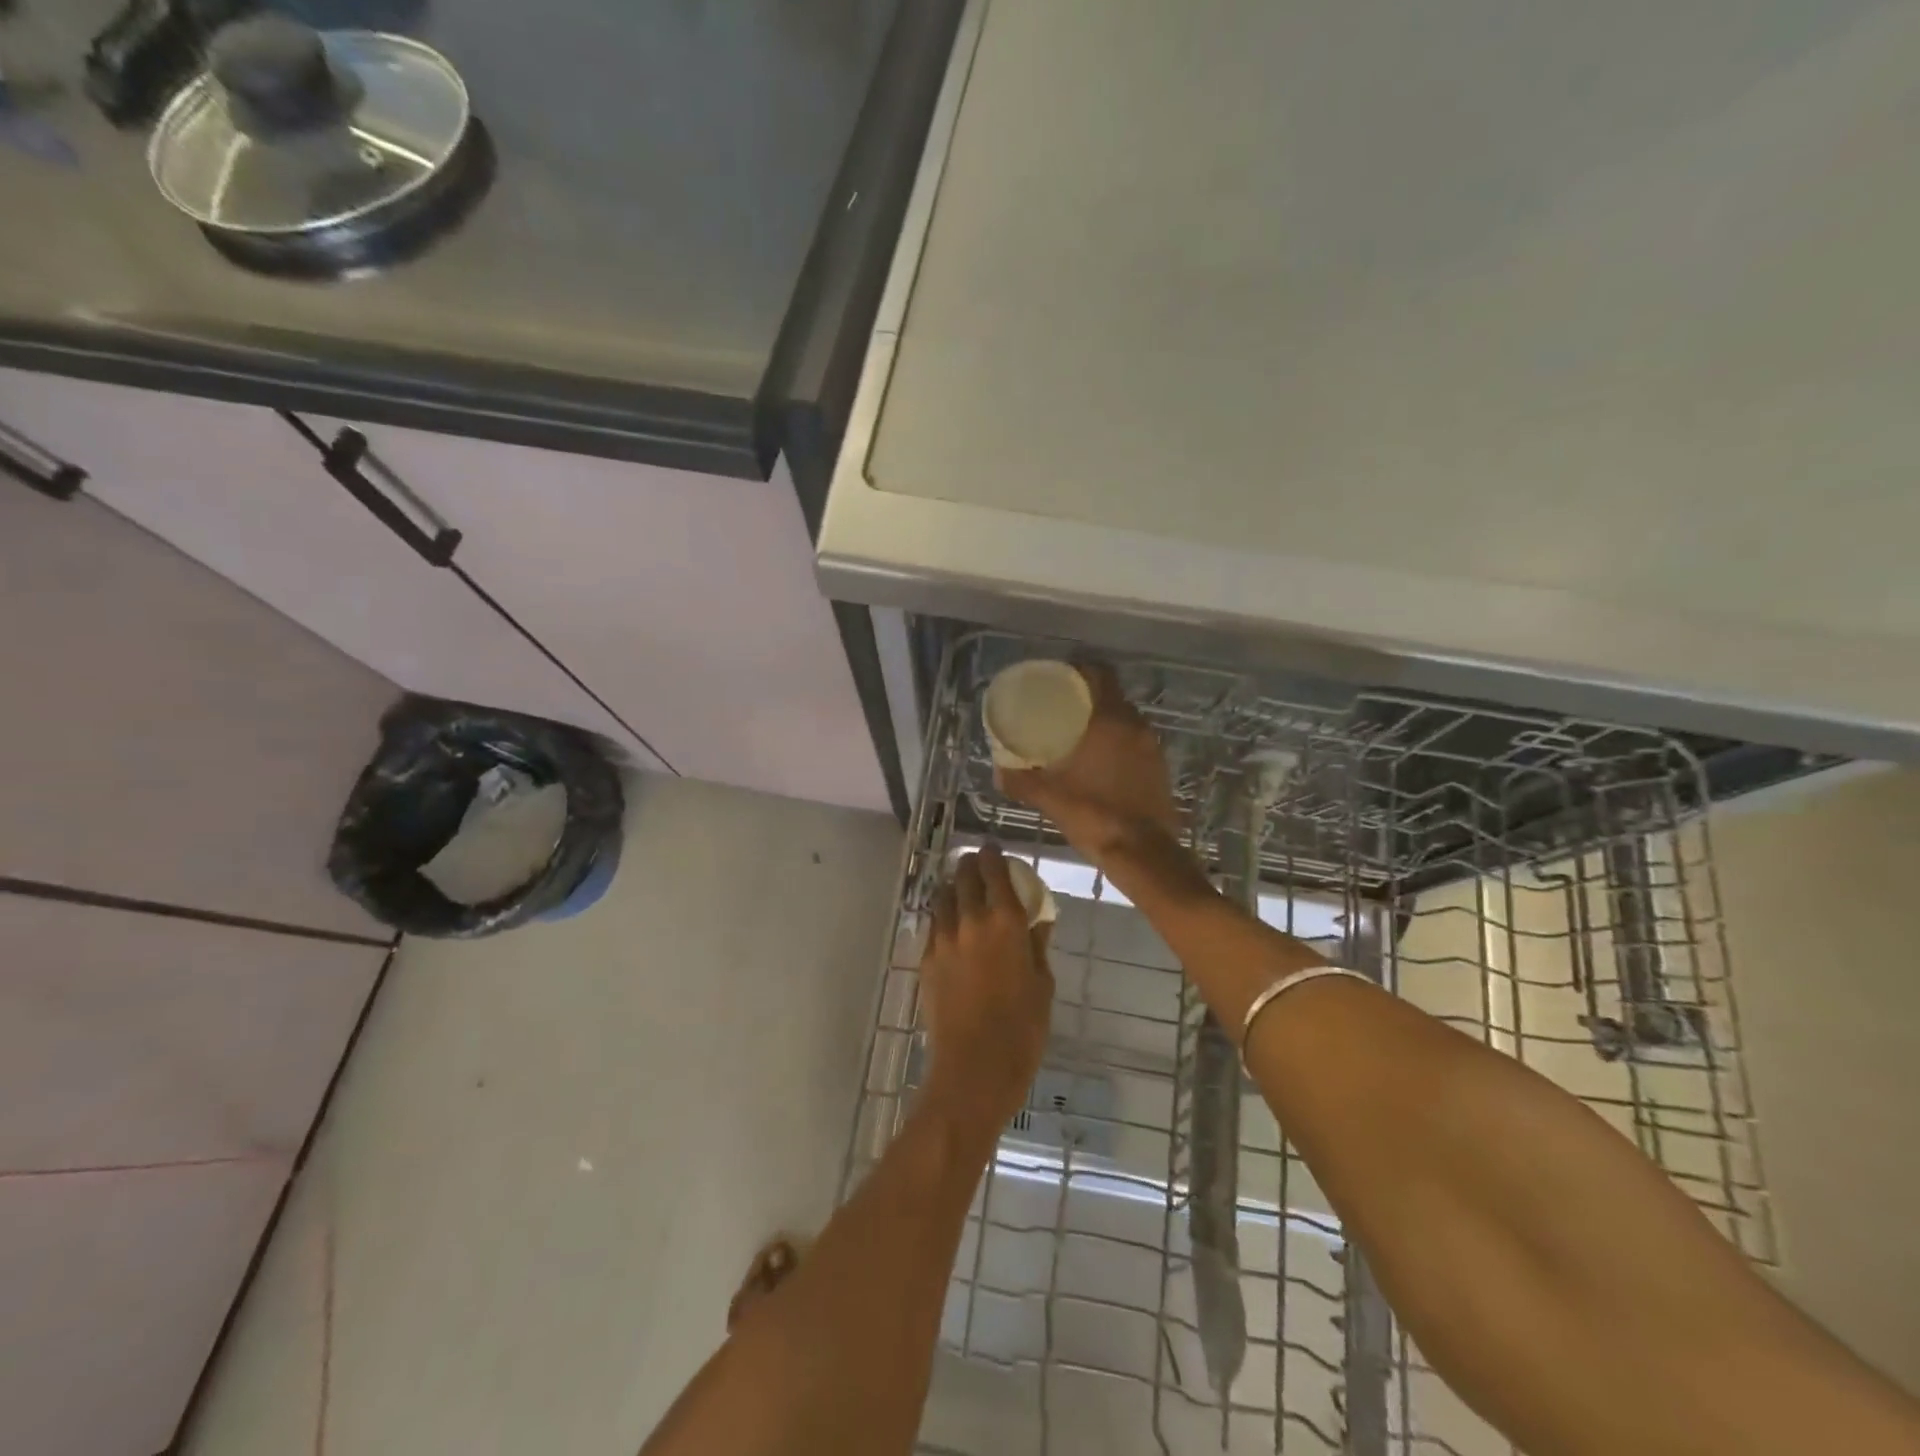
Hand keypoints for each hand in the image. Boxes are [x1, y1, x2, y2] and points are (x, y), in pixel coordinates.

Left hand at [919, 845, 1053, 1135]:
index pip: (995, 871)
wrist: (974, 1068)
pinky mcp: (926, 959)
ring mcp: (943, 939)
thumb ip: (1038, 946)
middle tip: (977, 865)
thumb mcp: (1043, 984)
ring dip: (953, 887)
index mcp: (1006, 921)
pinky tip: (951, 926)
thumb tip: (1039, 921)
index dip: (994, 855)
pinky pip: (933, 925)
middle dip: (971, 865)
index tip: (994, 849)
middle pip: (963, 876)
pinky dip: (943, 916)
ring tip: (961, 890)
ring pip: (943, 897)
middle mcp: (970, 920)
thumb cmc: (1022, 1029)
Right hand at [1000, 662, 1183, 866]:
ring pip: (1126, 720)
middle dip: (1089, 696)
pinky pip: (1136, 741)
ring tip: (1078, 732)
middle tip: (1061, 706)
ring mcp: (1152, 747)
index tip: (1060, 677)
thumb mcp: (1050, 798)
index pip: (1101, 675)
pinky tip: (1100, 760)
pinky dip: (1118, 742)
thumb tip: (998, 772)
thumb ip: (1021, 782)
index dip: (1081, 670)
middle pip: (1113, 696)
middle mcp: (1136, 726)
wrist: (1144, 853)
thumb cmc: (1095, 816)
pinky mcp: (1160, 768)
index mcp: (1111, 722)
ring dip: (1105, 720)